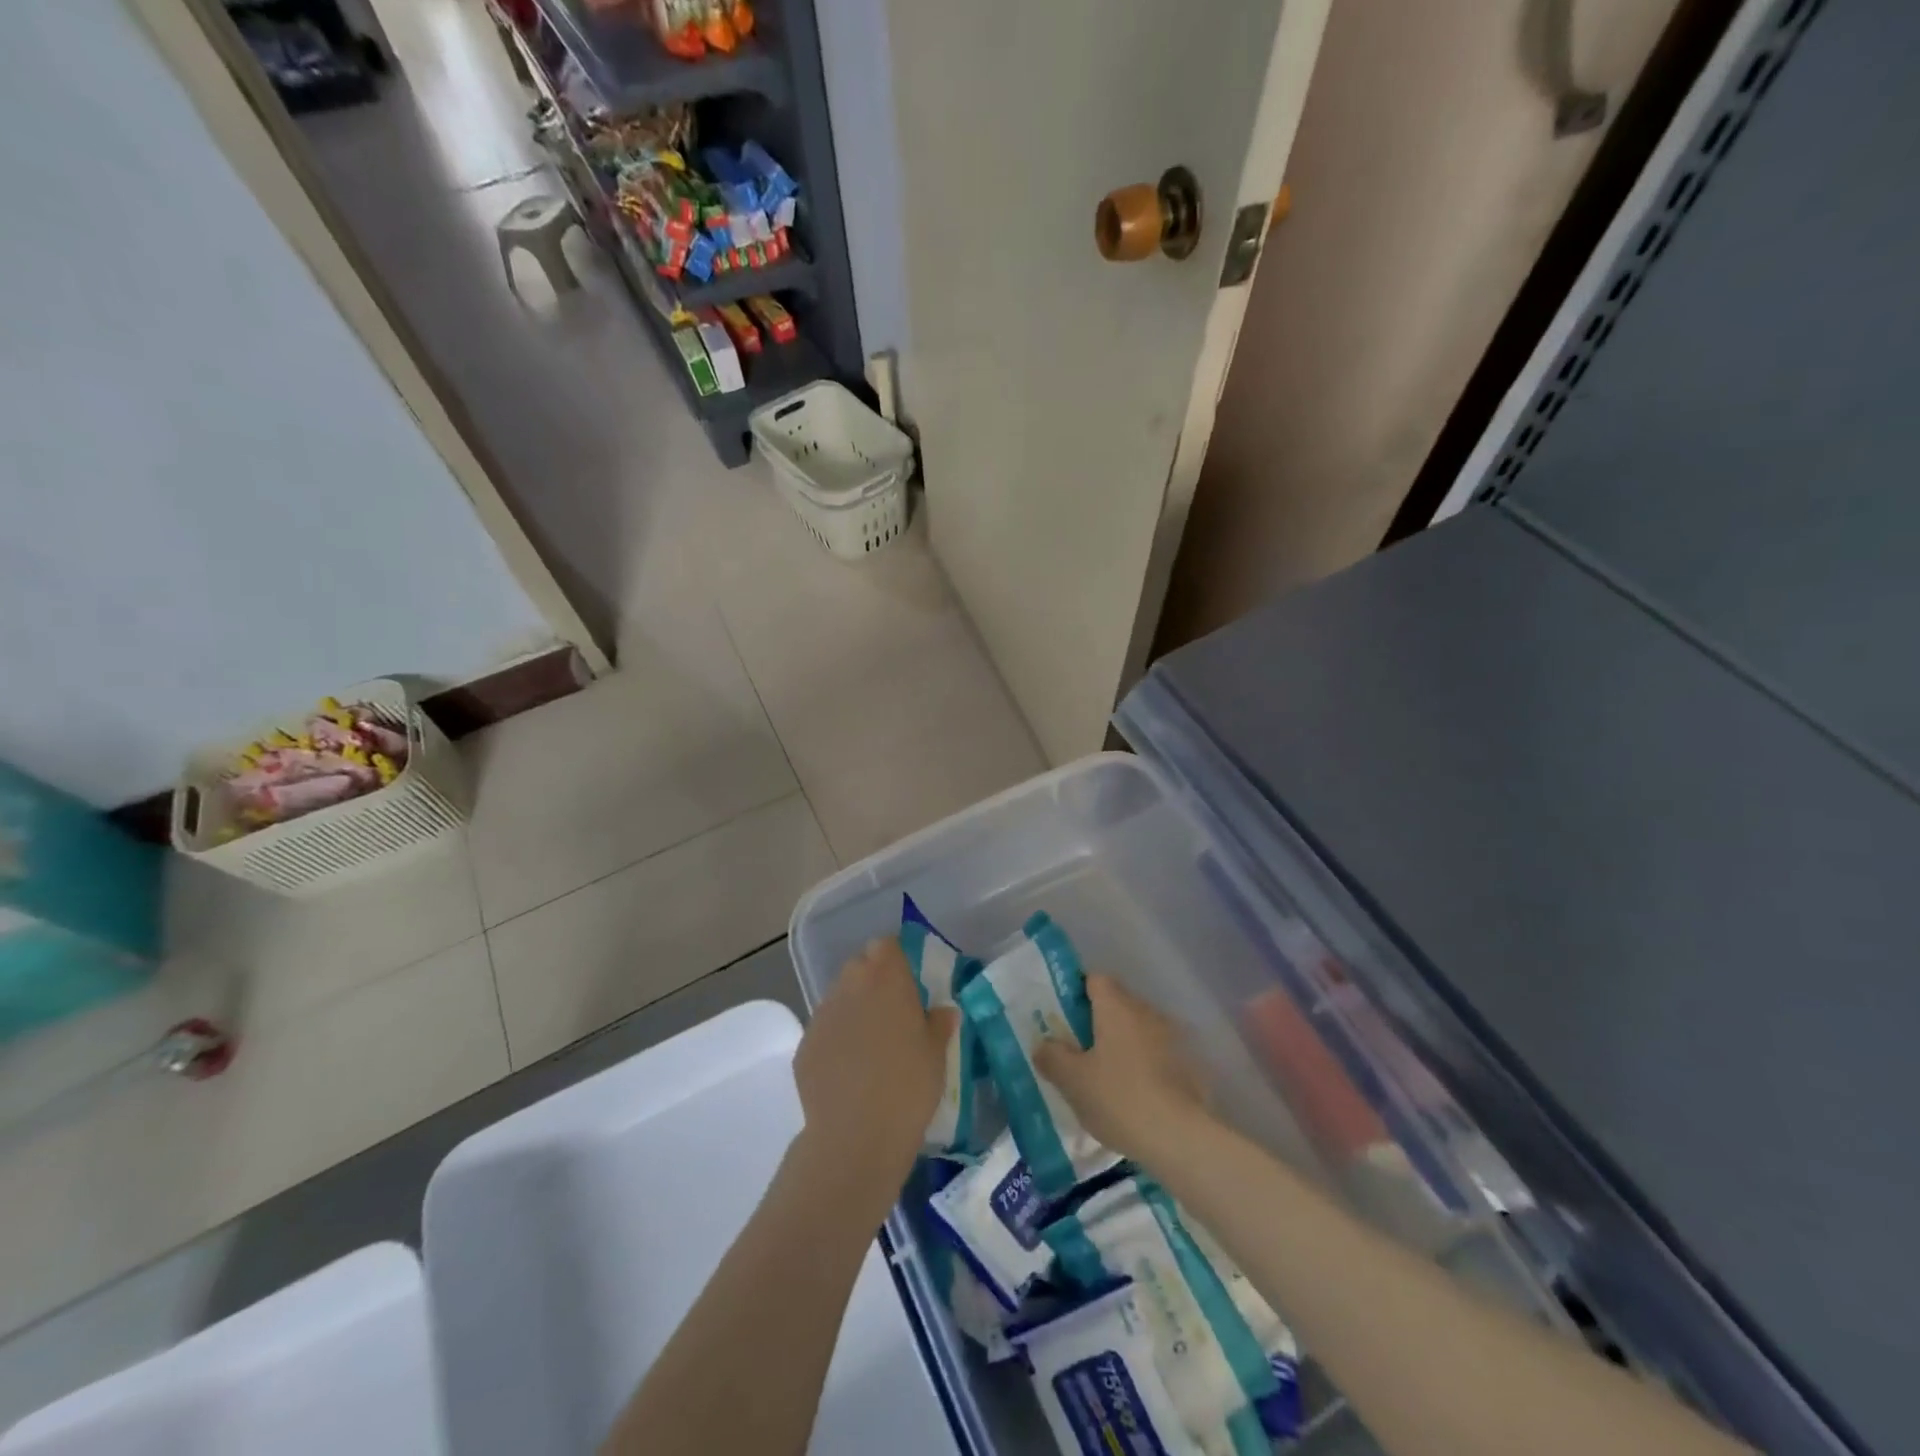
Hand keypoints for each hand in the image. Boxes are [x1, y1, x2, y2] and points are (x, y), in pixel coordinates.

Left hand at [793, 938, 957, 1218]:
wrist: (855, 1135)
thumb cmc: (908, 1085)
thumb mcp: (937, 1053)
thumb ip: (939, 1023)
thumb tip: (941, 1011)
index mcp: (885, 977)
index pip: (886, 945)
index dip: (897, 959)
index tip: (910, 982)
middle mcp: (849, 985)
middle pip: (860, 966)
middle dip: (875, 980)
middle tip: (894, 1012)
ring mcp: (822, 1014)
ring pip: (840, 997)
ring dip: (854, 1009)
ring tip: (871, 1045)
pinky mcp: (804, 1045)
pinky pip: (825, 1030)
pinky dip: (837, 1040)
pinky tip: (849, 1071)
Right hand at [1035, 973, 1208, 1169]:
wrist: (1181, 1138)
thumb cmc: (1120, 1099)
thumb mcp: (1072, 1081)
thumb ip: (1052, 1056)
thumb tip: (1044, 1044)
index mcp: (1116, 1006)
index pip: (1094, 979)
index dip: (1077, 992)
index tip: (1062, 1016)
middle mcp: (1146, 1011)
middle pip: (1117, 1003)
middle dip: (1097, 1021)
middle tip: (1077, 1049)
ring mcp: (1171, 1037)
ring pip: (1137, 1029)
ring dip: (1121, 1043)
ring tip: (1103, 1075)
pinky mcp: (1188, 1064)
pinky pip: (1156, 1052)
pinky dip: (1142, 1064)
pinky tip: (1132, 1093)